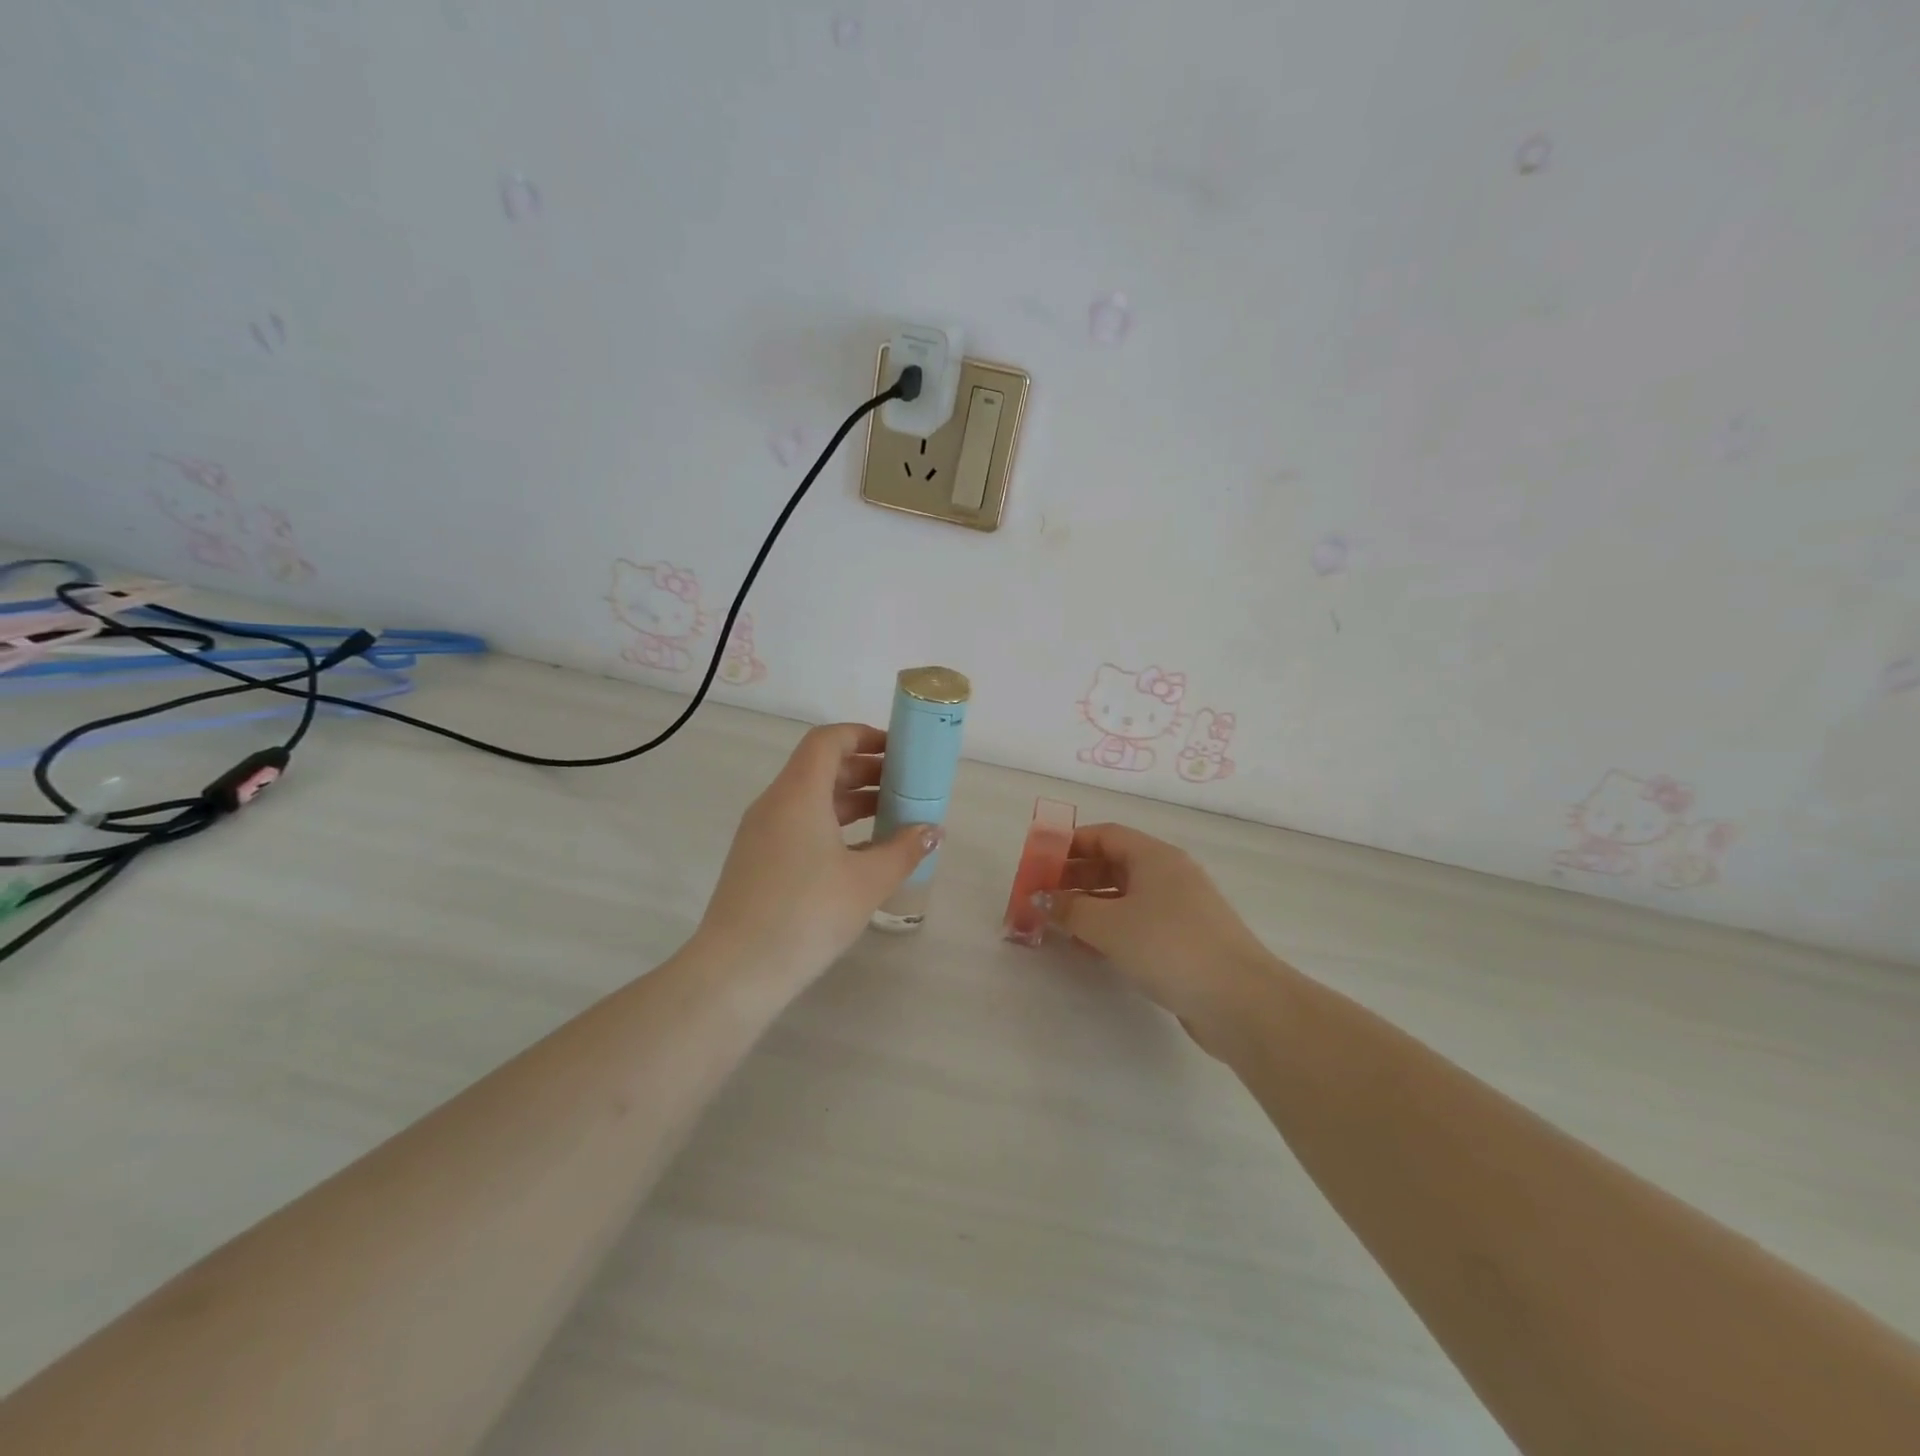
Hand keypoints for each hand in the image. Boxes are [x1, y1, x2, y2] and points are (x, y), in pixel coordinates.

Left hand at [697, 723, 939, 983]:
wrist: (737, 972)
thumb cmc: (807, 914)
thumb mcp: (867, 881)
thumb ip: (904, 850)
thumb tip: (931, 831)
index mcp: (798, 794)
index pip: (827, 741)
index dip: (863, 736)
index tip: (898, 750)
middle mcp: (774, 804)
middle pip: (821, 768)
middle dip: (865, 770)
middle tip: (905, 785)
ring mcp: (760, 833)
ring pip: (810, 800)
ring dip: (850, 801)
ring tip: (891, 817)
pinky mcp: (756, 861)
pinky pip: (799, 825)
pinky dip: (832, 826)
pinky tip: (860, 853)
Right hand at [1041, 823, 1280, 1055]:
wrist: (1239, 1000)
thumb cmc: (1168, 946)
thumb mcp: (1108, 924)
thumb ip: (1069, 909)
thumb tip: (1040, 899)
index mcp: (1155, 857)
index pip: (1105, 834)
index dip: (1070, 844)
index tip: (1039, 862)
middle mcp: (1170, 875)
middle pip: (1114, 864)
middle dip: (1075, 878)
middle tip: (1042, 898)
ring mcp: (1181, 909)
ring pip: (1125, 896)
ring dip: (1090, 907)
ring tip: (1058, 925)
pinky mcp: (1186, 941)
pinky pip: (1138, 923)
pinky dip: (1111, 929)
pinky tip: (1090, 949)